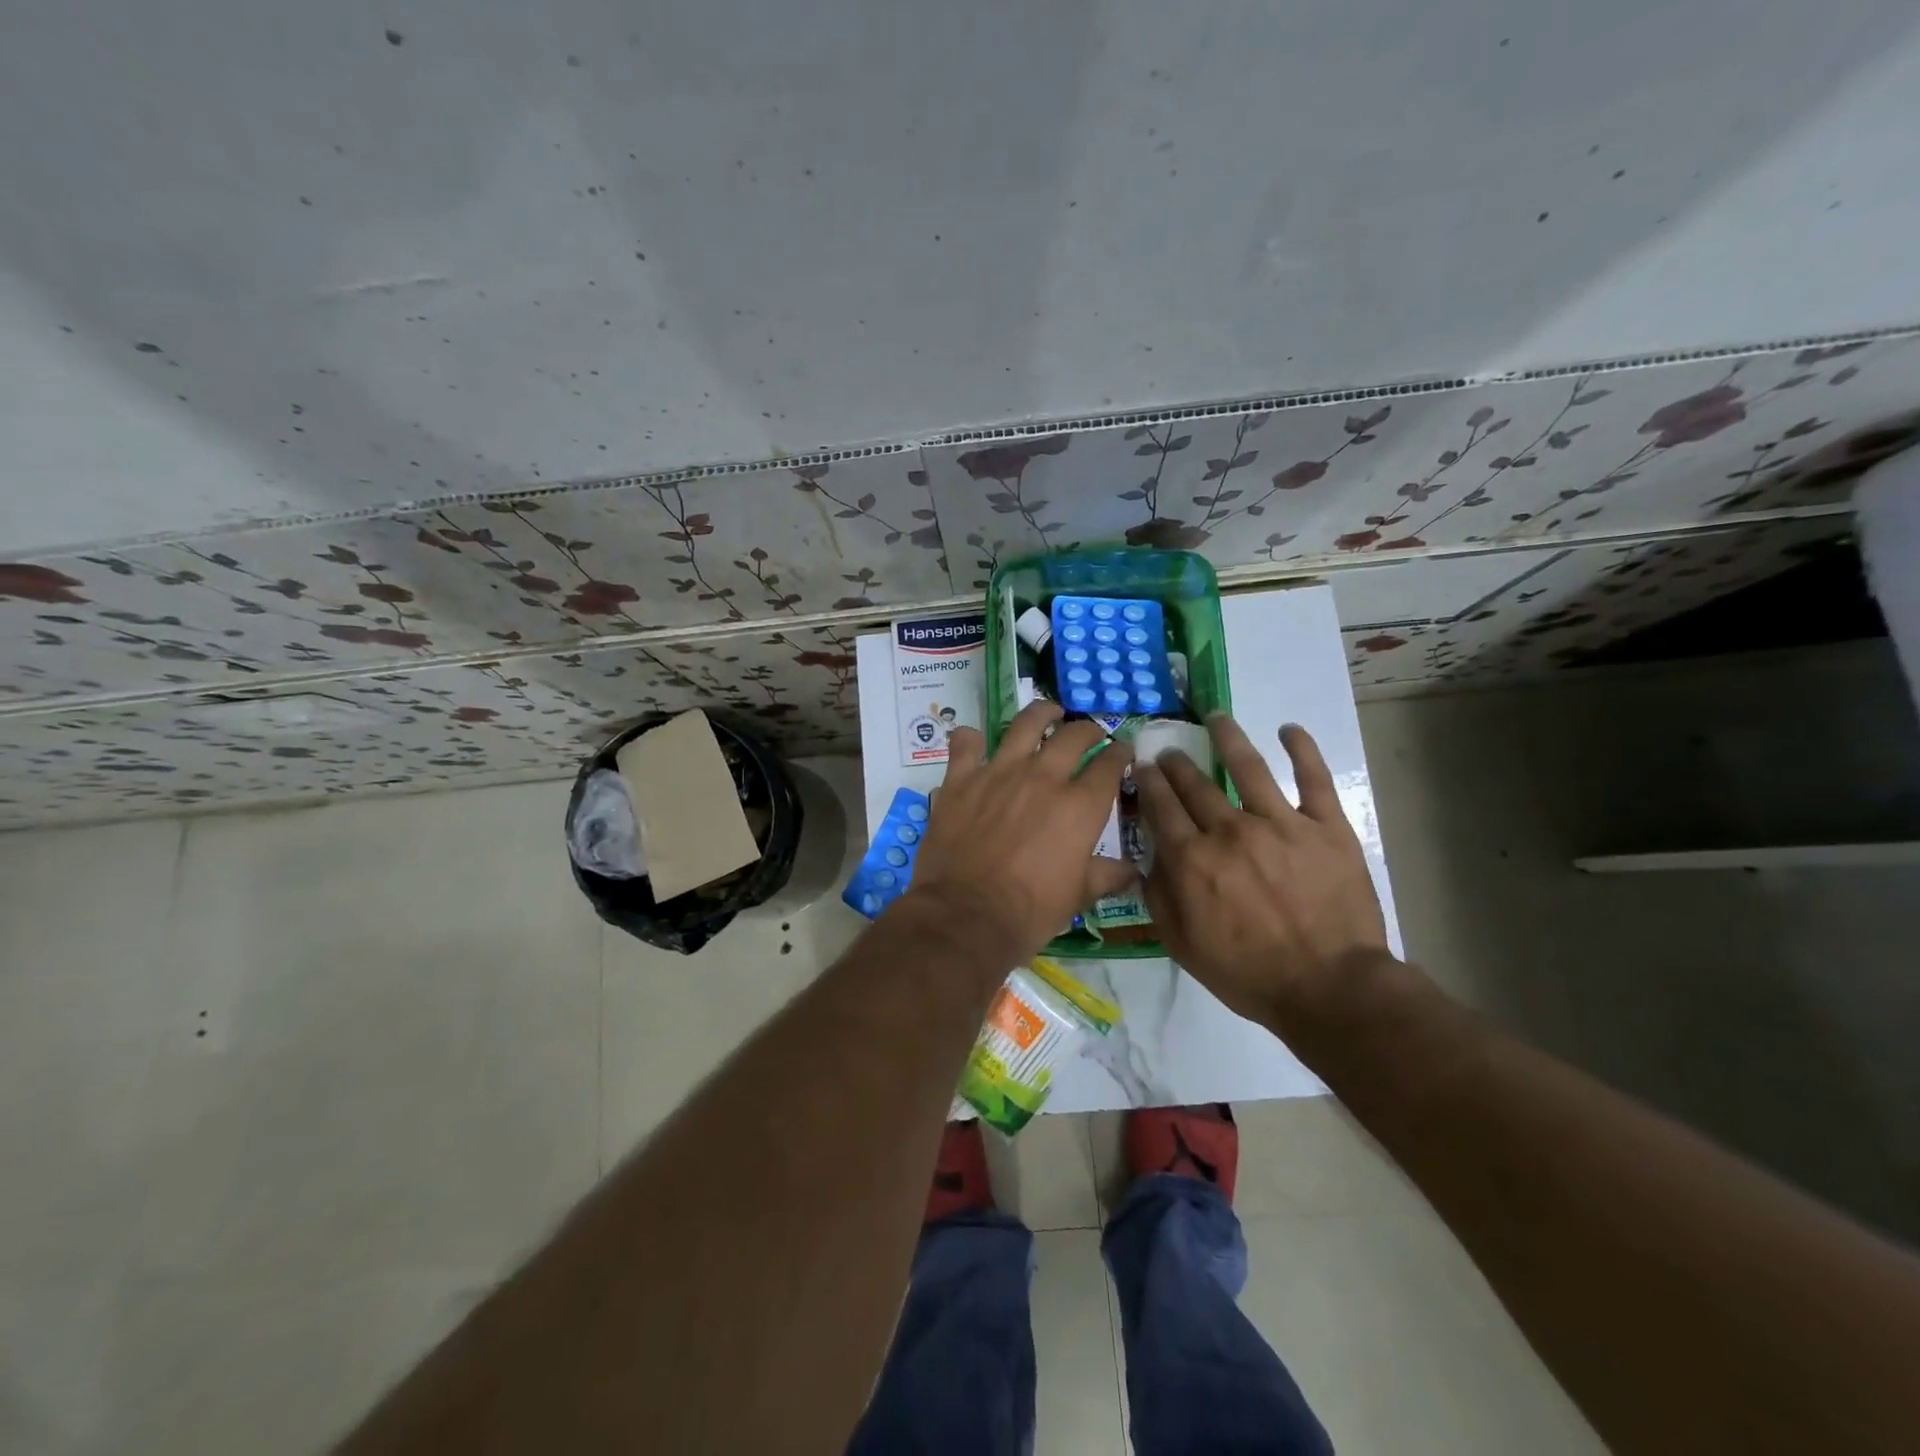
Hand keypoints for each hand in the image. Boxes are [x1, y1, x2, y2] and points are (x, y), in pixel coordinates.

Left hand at [905, 702, 1135, 968]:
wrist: (966, 915)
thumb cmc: (1029, 911)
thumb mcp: (1077, 896)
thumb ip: (1106, 875)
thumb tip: (1133, 870)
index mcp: (1080, 806)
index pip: (1110, 766)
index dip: (1121, 754)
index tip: (1123, 751)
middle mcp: (1044, 777)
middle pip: (1073, 735)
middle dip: (1088, 730)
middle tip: (1089, 734)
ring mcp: (999, 772)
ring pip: (1025, 723)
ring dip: (1041, 713)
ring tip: (1048, 712)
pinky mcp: (962, 778)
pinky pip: (966, 743)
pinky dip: (971, 738)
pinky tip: (975, 740)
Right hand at [1134, 716, 1388, 1028]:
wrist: (1329, 988)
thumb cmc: (1249, 973)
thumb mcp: (1183, 946)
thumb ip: (1159, 898)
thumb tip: (1147, 860)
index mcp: (1193, 859)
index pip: (1161, 807)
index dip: (1148, 782)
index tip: (1142, 767)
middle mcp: (1230, 831)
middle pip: (1194, 784)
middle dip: (1176, 763)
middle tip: (1169, 751)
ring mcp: (1281, 823)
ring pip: (1247, 767)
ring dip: (1227, 737)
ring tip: (1216, 718)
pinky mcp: (1326, 827)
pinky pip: (1313, 779)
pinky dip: (1302, 749)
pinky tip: (1289, 729)